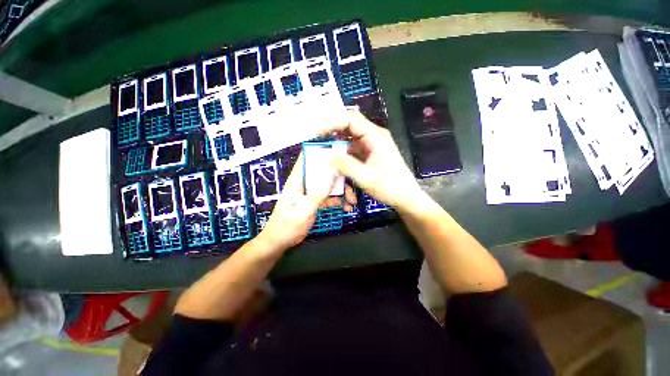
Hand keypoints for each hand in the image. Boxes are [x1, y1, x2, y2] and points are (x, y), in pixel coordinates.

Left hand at [257, 153, 356, 250]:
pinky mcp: (315, 202)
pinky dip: (338, 201)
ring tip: (352, 200)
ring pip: (329, 185)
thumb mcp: (305, 209)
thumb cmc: (287, 225)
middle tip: (353, 182)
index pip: (307, 159)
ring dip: (341, 191)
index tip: (339, 150)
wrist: (280, 242)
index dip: (321, 151)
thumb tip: (333, 174)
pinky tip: (347, 207)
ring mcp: (311, 193)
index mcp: (297, 180)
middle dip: (339, 176)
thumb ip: (319, 192)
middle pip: (324, 172)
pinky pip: (329, 197)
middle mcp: (305, 183)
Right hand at [326, 110, 423, 212]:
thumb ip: (346, 165)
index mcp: (375, 136)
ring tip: (320, 144)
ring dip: (335, 140)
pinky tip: (333, 156)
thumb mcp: (366, 178)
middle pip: (349, 124)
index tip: (316, 131)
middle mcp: (373, 135)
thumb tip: (326, 154)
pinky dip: (341, 150)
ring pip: (349, 136)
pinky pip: (351, 147)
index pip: (350, 119)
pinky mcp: (369, 152)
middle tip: (314, 135)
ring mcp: (371, 144)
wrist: (405, 197)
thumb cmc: (390, 187)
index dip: (331, 121)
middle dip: (331, 128)